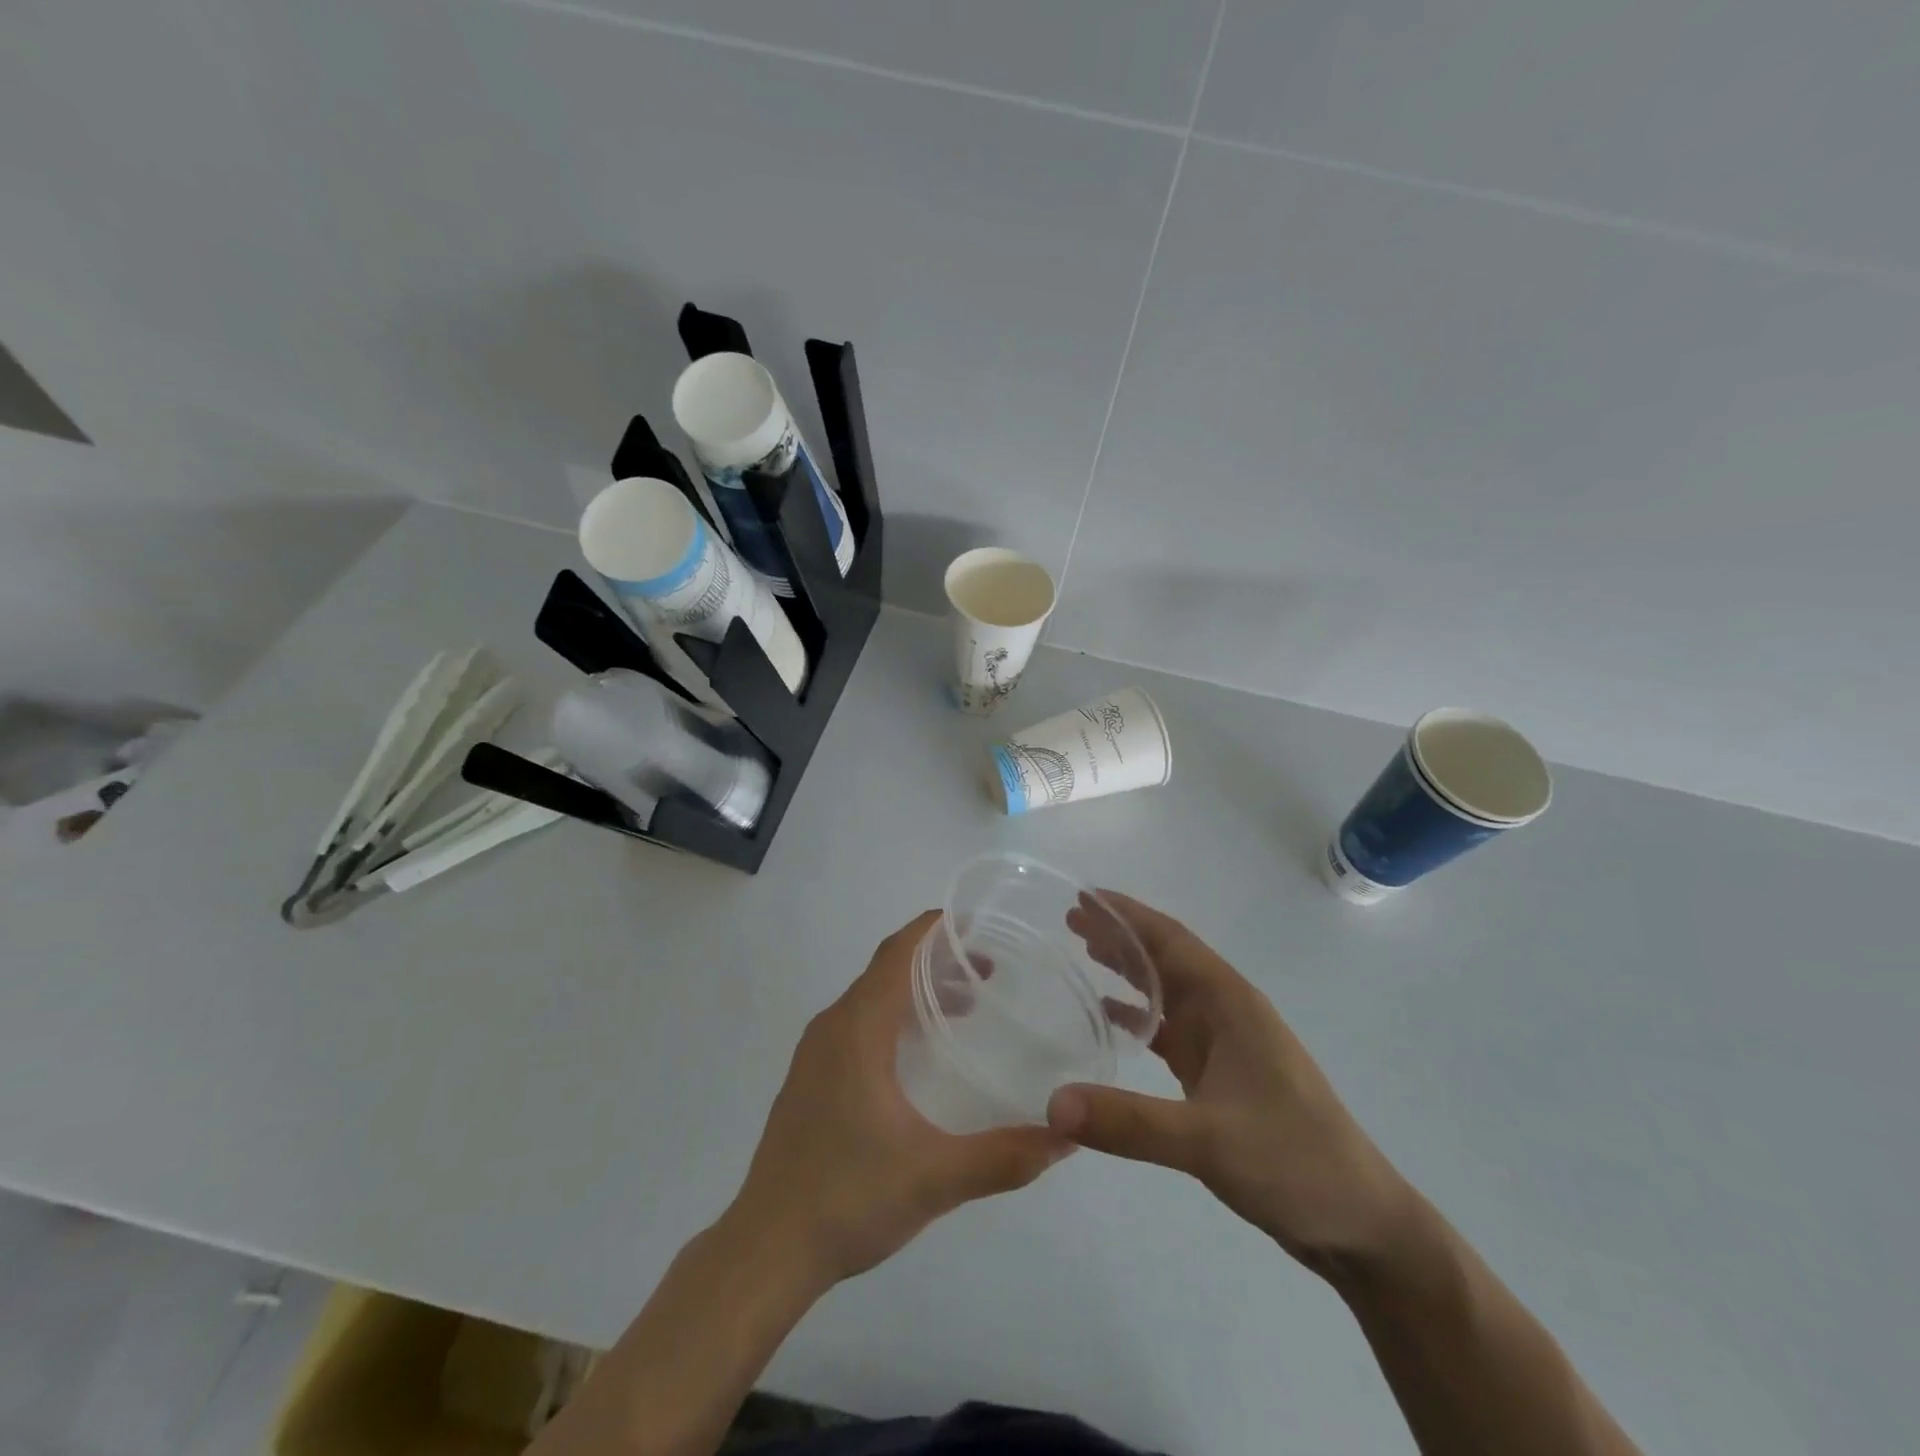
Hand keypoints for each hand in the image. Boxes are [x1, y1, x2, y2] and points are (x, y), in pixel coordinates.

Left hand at [727, 910, 1068, 1286]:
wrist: (766, 1250)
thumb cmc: (848, 1198)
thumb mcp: (935, 1177)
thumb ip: (1004, 1156)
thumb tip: (1066, 1137)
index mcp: (857, 1029)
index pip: (897, 953)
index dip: (934, 929)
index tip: (977, 924)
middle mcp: (832, 1027)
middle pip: (886, 969)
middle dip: (936, 959)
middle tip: (988, 970)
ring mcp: (815, 1053)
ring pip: (870, 998)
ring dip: (915, 990)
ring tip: (964, 1006)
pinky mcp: (810, 1079)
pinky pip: (856, 1024)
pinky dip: (893, 1016)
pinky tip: (919, 1055)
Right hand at [1048, 893, 1416, 1273]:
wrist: (1361, 1223)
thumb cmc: (1294, 1162)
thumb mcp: (1208, 1141)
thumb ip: (1129, 1122)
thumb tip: (1053, 1105)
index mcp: (1230, 1003)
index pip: (1170, 939)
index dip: (1126, 914)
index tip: (1083, 895)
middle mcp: (1227, 1011)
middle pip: (1165, 957)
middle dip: (1120, 934)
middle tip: (1070, 919)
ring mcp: (1226, 1043)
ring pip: (1167, 990)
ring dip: (1128, 968)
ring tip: (1082, 950)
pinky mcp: (1221, 1075)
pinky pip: (1170, 1030)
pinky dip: (1138, 1015)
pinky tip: (1109, 1015)